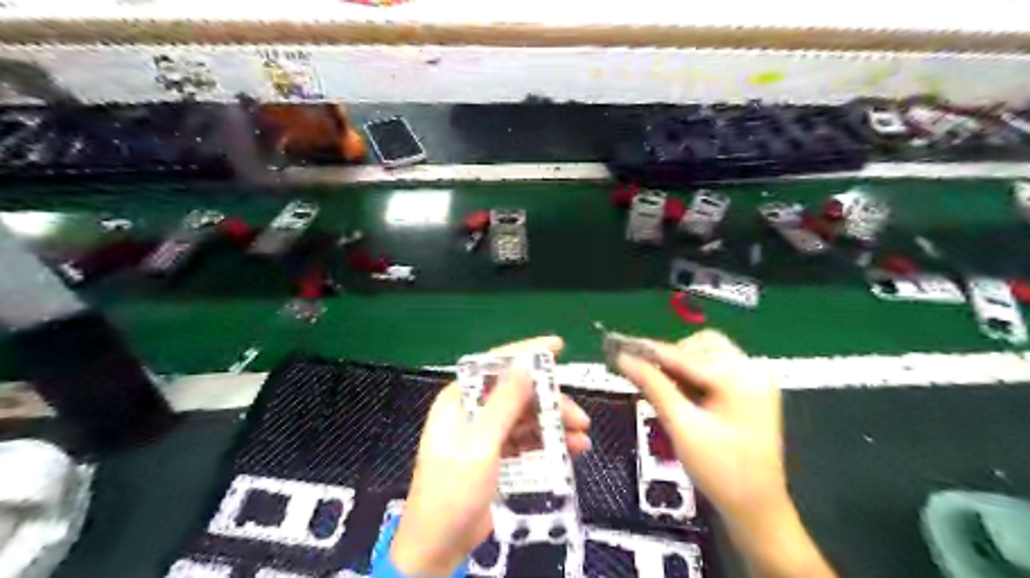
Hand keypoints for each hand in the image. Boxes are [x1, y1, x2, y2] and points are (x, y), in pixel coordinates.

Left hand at [394, 336, 590, 575]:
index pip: (494, 365)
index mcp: (460, 400)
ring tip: (582, 436)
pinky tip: (573, 449)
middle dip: (549, 401)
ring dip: (554, 424)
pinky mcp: (498, 455)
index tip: (557, 345)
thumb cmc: (452, 491)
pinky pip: (527, 440)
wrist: (438, 546)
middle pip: (517, 393)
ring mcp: (487, 434)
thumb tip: (524, 364)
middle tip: (578, 415)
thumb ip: (503, 404)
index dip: (526, 352)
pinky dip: (549, 443)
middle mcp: (474, 411)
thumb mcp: (480, 445)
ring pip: (526, 417)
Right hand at [610, 328, 780, 521]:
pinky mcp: (752, 389)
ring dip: (683, 366)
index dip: (648, 352)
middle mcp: (752, 370)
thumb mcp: (681, 426)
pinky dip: (696, 374)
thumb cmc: (720, 472)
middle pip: (700, 346)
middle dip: (672, 359)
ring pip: (708, 353)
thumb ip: (653, 386)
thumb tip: (624, 360)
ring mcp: (756, 378)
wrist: (757, 509)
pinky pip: (717, 366)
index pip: (685, 356)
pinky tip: (685, 393)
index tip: (619, 348)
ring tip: (670, 391)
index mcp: (740, 379)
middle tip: (648, 376)